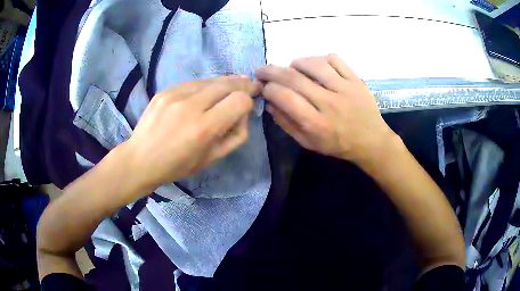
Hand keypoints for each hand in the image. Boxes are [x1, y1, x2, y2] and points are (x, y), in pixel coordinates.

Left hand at [120, 76, 260, 195]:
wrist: (140, 159)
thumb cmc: (177, 166)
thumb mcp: (212, 159)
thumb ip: (236, 135)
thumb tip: (243, 113)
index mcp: (204, 128)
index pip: (240, 100)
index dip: (249, 101)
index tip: (249, 105)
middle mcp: (190, 106)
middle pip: (227, 84)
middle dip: (243, 84)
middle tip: (251, 85)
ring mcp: (175, 95)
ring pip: (210, 80)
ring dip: (225, 82)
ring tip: (234, 83)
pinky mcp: (164, 91)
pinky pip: (193, 83)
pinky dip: (205, 86)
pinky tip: (207, 92)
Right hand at [256, 55, 396, 165]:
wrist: (371, 141)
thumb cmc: (337, 144)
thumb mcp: (308, 143)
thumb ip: (287, 124)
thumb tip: (269, 103)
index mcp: (316, 123)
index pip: (284, 97)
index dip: (268, 88)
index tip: (263, 87)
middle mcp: (329, 103)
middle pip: (293, 78)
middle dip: (271, 71)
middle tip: (262, 70)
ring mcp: (344, 88)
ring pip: (313, 64)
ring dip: (295, 63)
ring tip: (291, 68)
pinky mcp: (355, 79)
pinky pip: (334, 59)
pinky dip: (319, 58)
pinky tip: (315, 66)